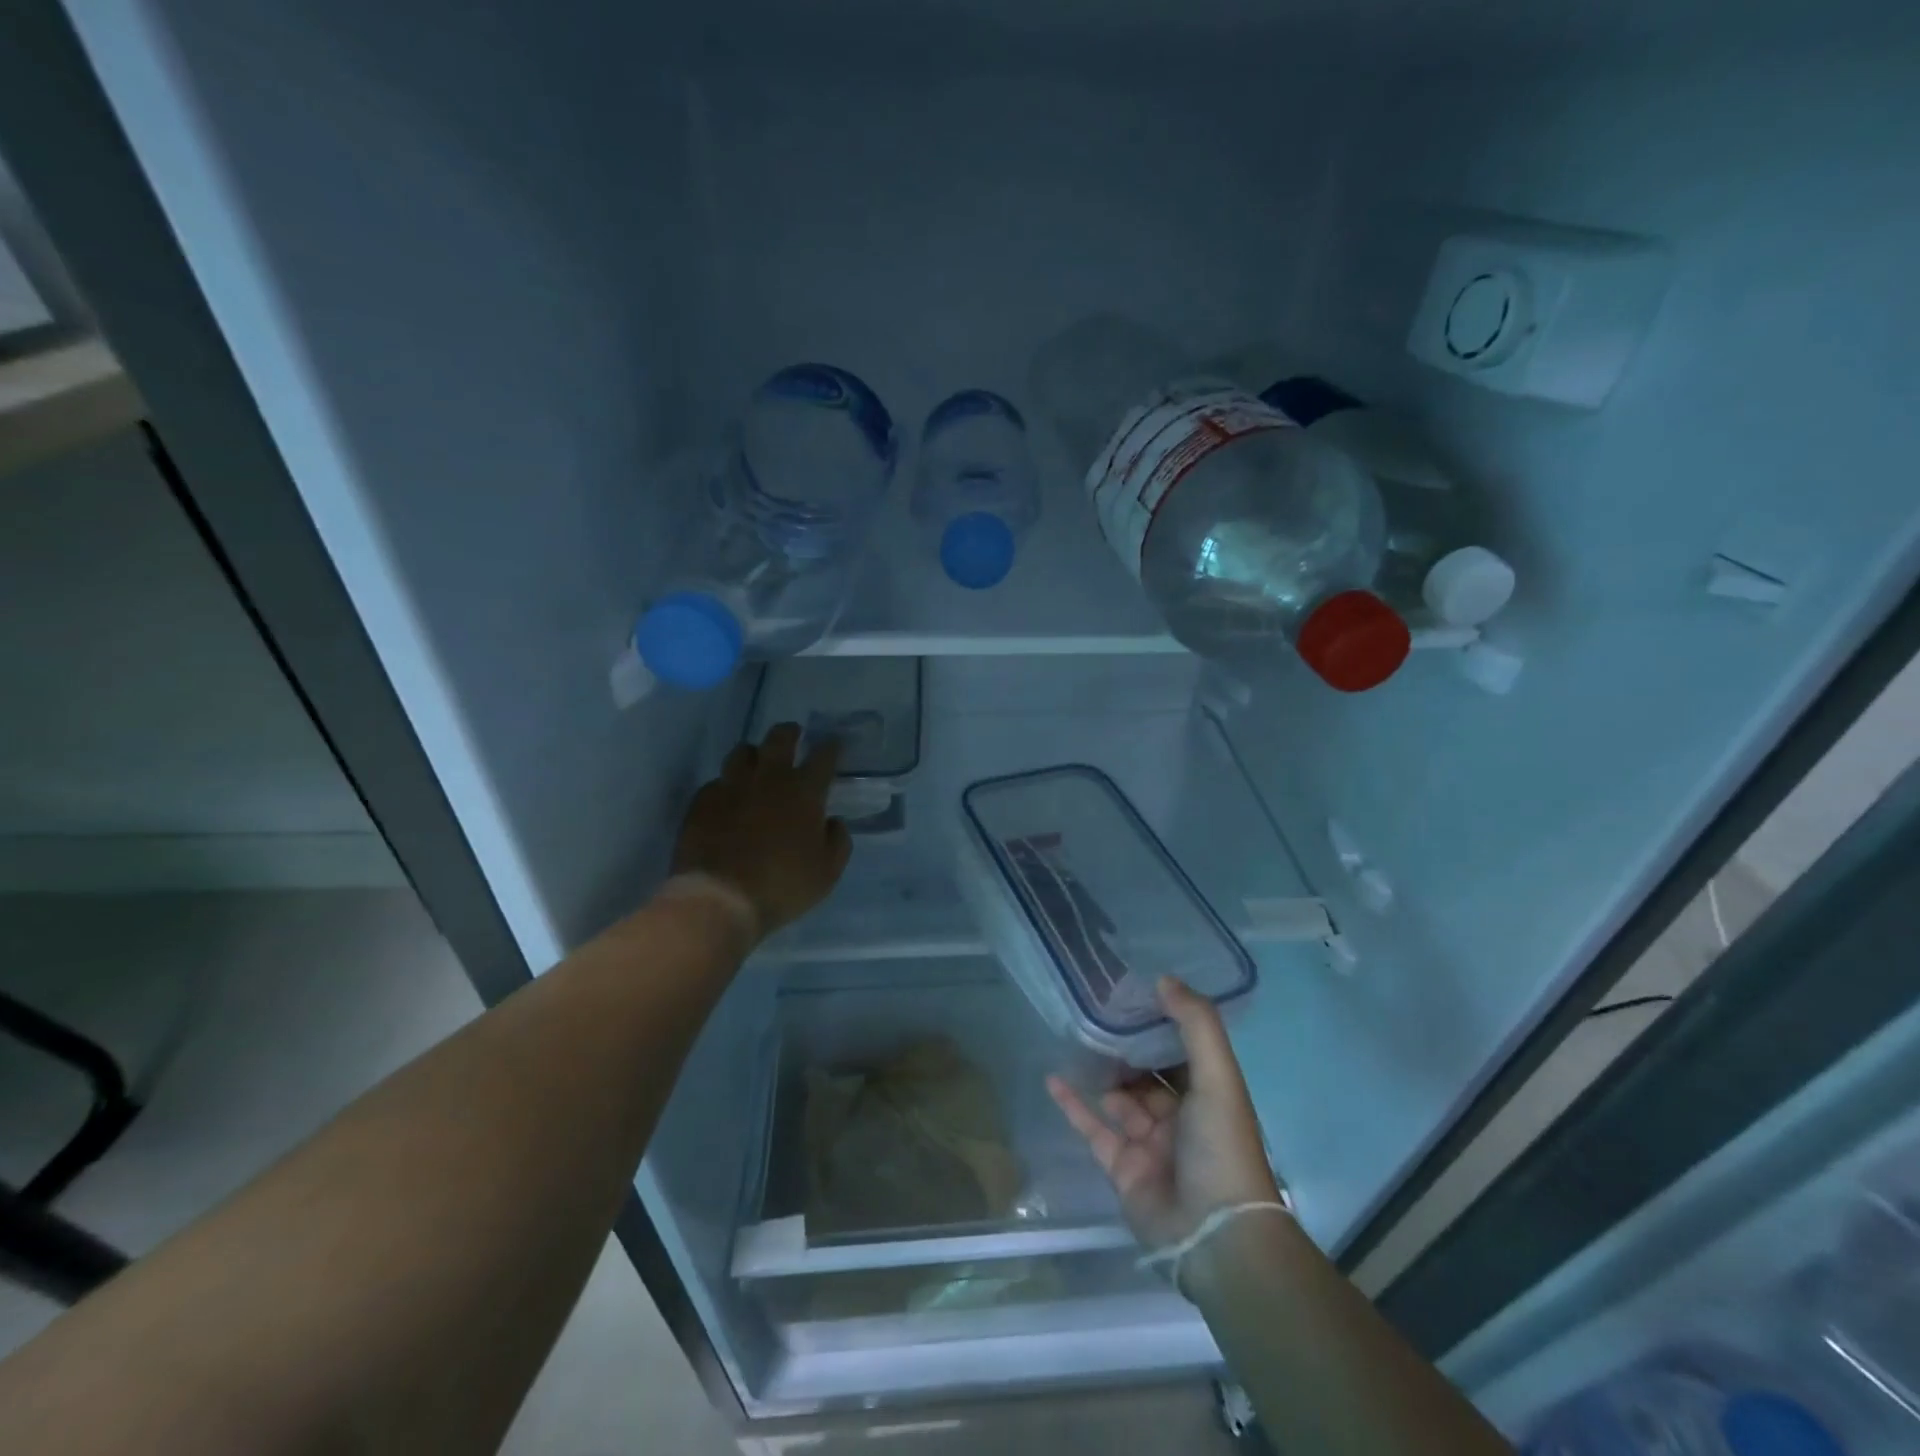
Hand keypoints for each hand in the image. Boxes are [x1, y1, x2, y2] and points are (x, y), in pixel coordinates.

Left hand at [671, 723, 851, 938]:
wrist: (719, 899)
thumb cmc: (782, 886)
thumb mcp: (827, 873)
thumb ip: (837, 842)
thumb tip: (832, 822)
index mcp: (804, 792)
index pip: (823, 756)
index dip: (830, 747)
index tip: (833, 744)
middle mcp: (768, 779)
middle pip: (779, 738)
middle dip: (790, 732)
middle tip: (793, 735)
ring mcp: (731, 786)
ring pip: (742, 751)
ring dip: (754, 753)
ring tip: (757, 761)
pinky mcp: (702, 801)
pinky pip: (716, 781)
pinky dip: (726, 784)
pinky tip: (728, 797)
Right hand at [1048, 977, 1281, 1251]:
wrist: (1213, 1234)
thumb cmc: (1220, 1147)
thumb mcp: (1218, 1077)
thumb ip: (1195, 1025)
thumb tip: (1163, 978)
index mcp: (1207, 1094)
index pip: (1181, 1050)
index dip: (1160, 1021)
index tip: (1132, 989)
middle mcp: (1179, 1115)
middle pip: (1147, 1072)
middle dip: (1125, 1045)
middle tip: (1094, 1008)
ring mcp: (1148, 1142)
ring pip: (1119, 1097)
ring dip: (1100, 1070)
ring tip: (1073, 1034)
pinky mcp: (1120, 1166)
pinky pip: (1093, 1127)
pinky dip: (1073, 1104)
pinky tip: (1053, 1077)